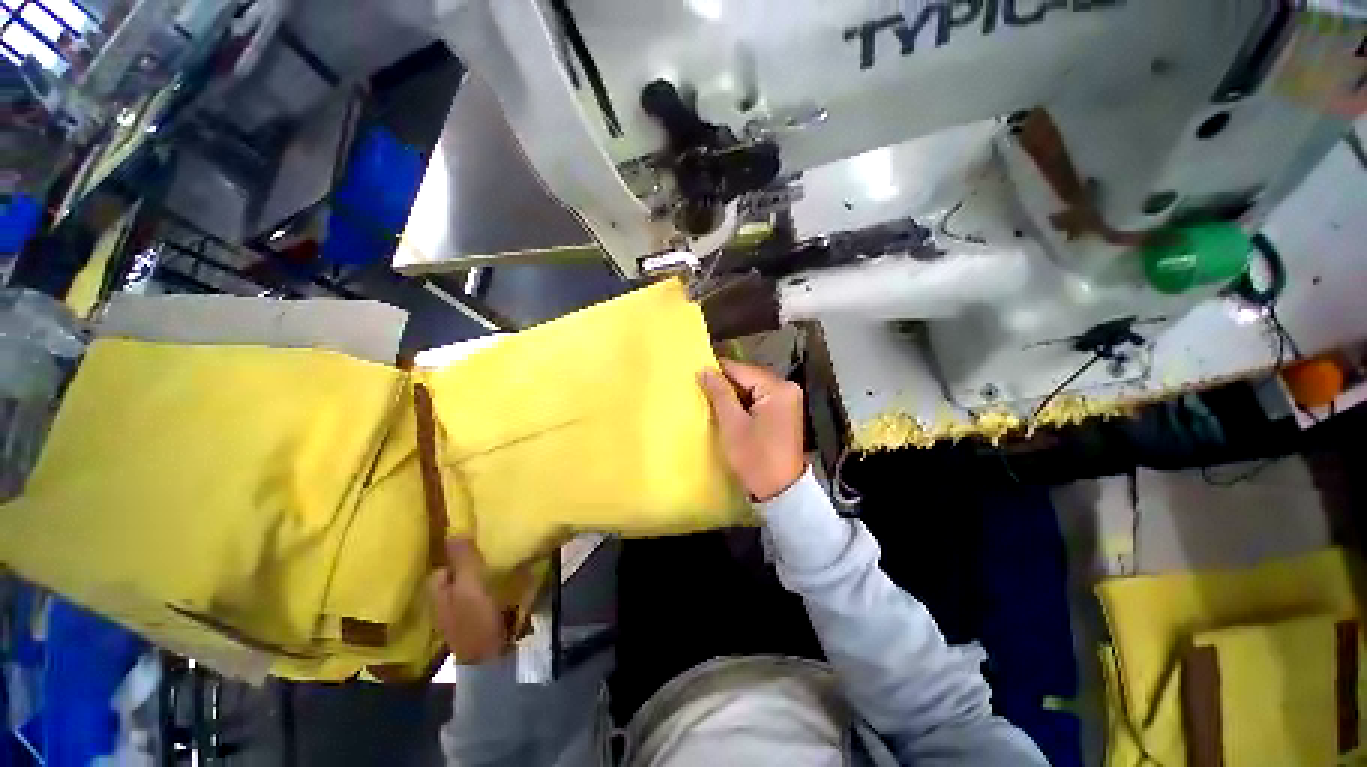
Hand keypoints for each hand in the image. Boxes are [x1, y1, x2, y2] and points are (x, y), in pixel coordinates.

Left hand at [427, 538, 508, 664]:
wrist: (488, 660)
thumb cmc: (474, 620)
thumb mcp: (469, 586)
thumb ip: (461, 560)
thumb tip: (452, 530)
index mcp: (437, 591)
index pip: (442, 565)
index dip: (455, 552)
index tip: (474, 538)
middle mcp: (443, 601)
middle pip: (454, 575)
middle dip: (469, 562)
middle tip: (490, 548)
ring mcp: (458, 612)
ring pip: (467, 584)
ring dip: (480, 573)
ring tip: (499, 560)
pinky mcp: (474, 619)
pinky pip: (480, 595)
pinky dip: (488, 586)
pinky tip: (503, 581)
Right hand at [699, 358, 805, 501]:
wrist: (781, 491)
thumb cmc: (755, 458)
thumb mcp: (733, 424)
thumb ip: (719, 393)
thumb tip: (704, 369)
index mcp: (778, 388)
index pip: (742, 369)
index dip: (718, 370)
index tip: (696, 372)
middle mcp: (788, 388)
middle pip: (749, 376)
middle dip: (726, 383)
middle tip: (702, 388)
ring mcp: (789, 400)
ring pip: (754, 387)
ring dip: (734, 393)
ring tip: (712, 399)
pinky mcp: (786, 411)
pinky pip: (761, 398)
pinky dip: (745, 402)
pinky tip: (730, 410)